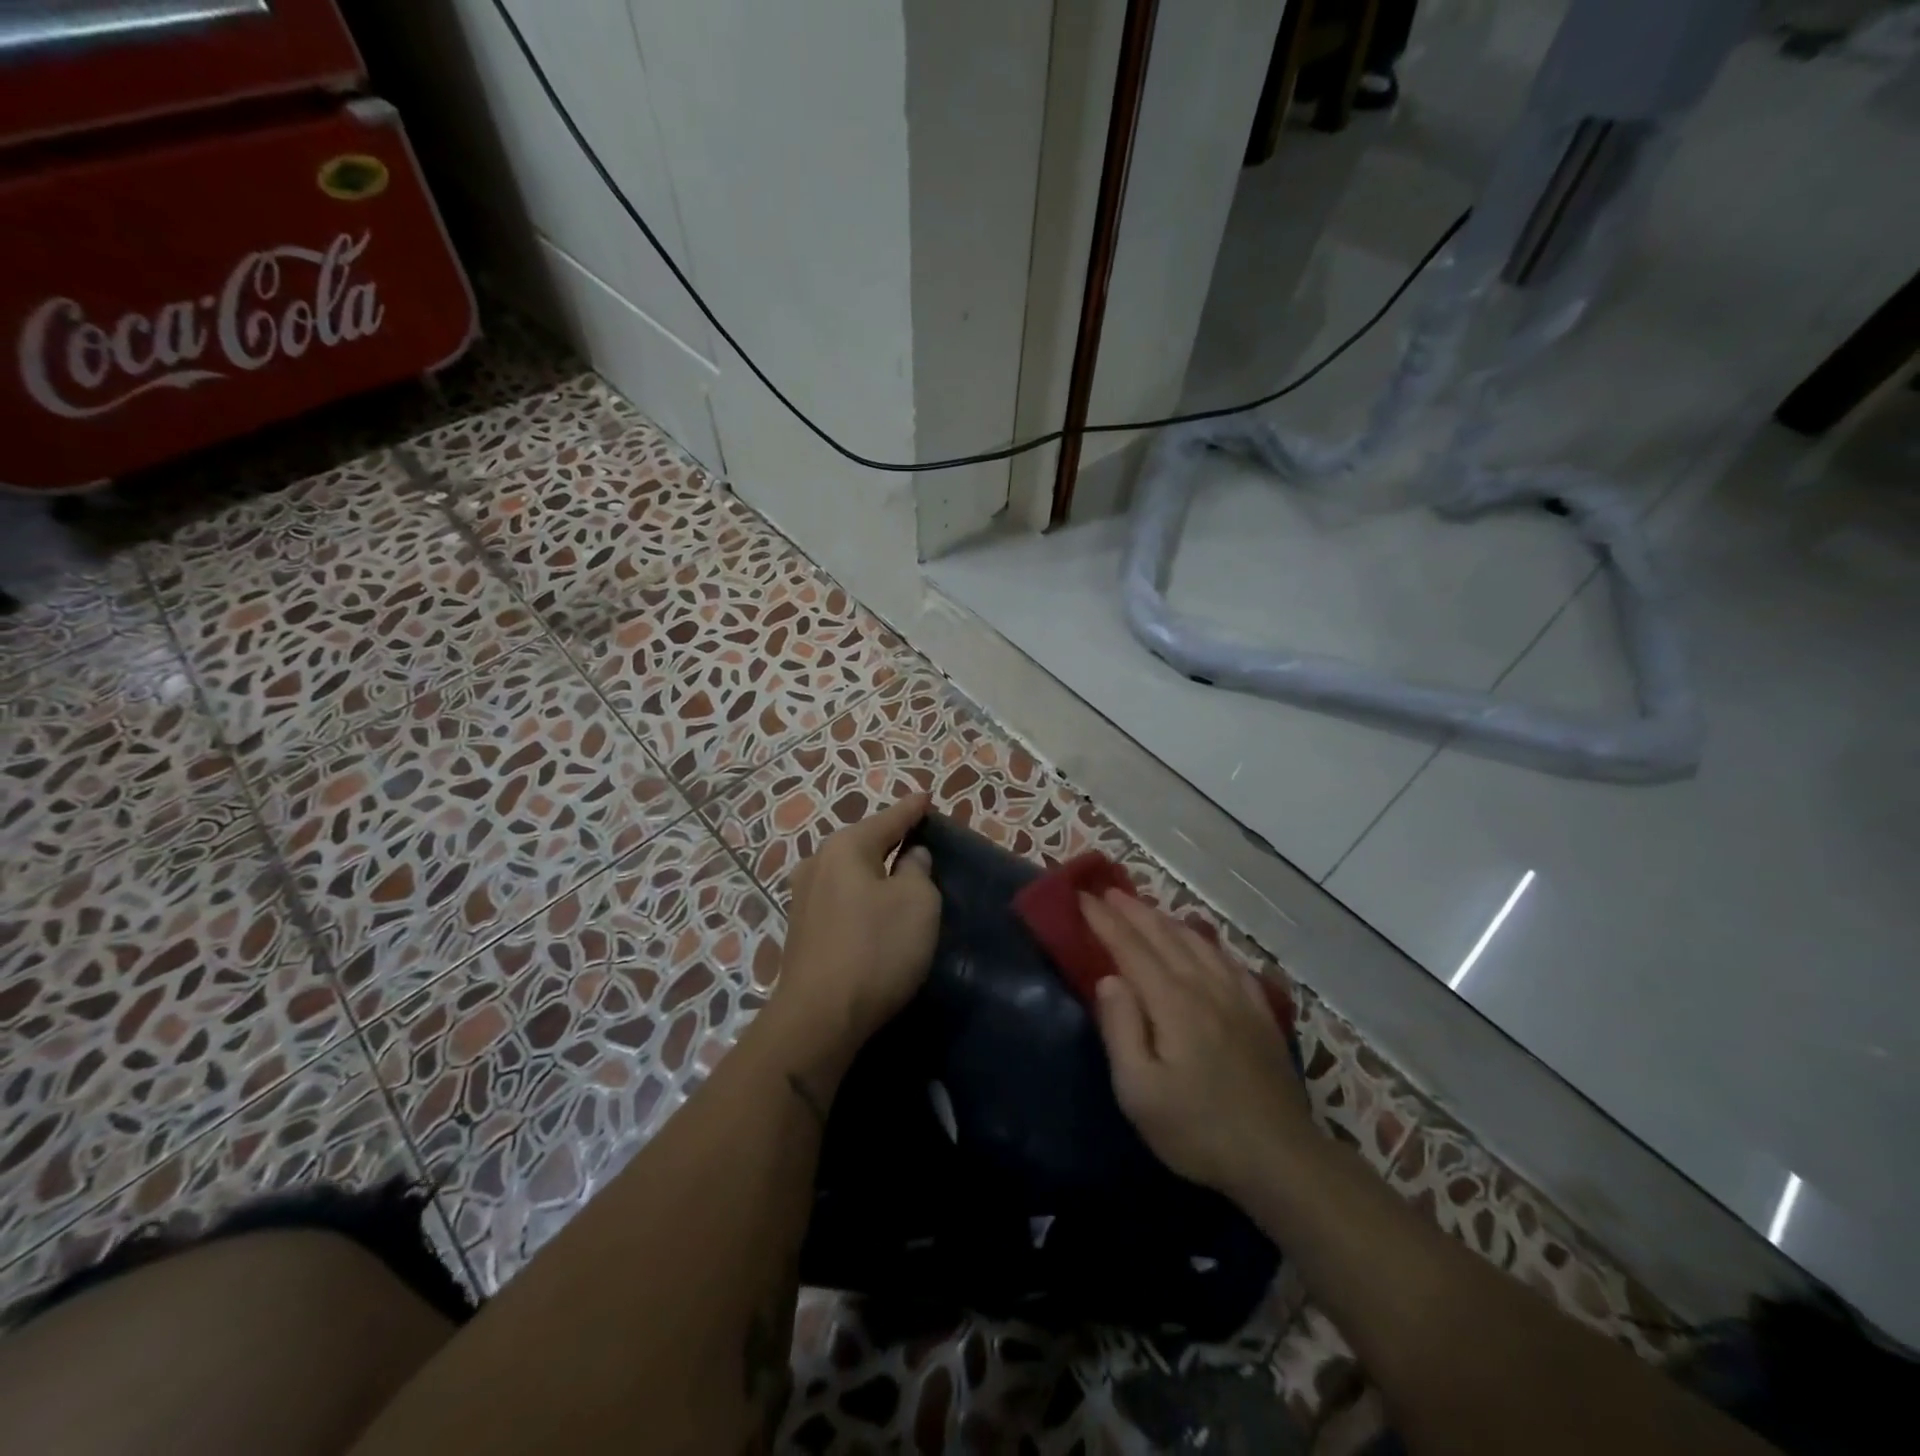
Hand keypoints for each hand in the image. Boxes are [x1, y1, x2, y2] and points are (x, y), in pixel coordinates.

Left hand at [770, 794, 940, 1063]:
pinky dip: (861, 898)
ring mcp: (803, 898)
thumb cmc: (876, 948)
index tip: (926, 797)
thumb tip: (910, 858)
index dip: (911, 810)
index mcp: (845, 847)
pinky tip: (874, 909)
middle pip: (863, 843)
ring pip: (850, 873)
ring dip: (875, 872)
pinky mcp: (801, 930)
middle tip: (918, 838)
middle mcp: (817, 863)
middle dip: (890, 840)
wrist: (819, 1017)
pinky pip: (841, 899)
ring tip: (900, 874)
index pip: (888, 819)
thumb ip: (918, 870)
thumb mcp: (917, 903)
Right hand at [1083, 890, 1311, 1196]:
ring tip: (1144, 908)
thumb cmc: (1197, 1129)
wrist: (1280, 1159)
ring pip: (1196, 942)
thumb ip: (1121, 1029)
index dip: (1104, 921)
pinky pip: (1227, 961)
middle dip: (1131, 910)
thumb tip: (1108, 978)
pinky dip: (1205, 941)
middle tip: (1106, 891)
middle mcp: (1204, 986)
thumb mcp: (1140, 1092)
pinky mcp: (1259, 1012)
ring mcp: (1237, 997)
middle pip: (1163, 936)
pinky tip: (1201, 942)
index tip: (1081, 898)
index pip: (1130, 948)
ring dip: (1164, 919)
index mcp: (1172, 1002)